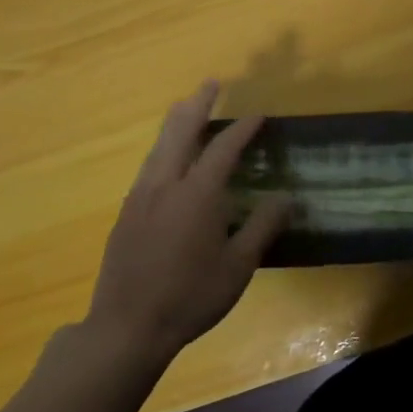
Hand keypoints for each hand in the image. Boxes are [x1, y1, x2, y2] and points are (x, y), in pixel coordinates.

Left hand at [86, 81, 289, 363]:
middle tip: (211, 84)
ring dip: (176, 123)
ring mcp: (139, 198)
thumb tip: (286, 197)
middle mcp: (165, 185)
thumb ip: (263, 226)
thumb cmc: (191, 296)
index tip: (259, 115)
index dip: (242, 129)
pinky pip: (148, 166)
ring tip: (186, 108)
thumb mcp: (238, 266)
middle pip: (179, 132)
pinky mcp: (126, 214)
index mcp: (196, 194)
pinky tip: (168, 159)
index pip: (223, 148)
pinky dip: (163, 148)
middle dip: (197, 105)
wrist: (127, 326)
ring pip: (158, 147)